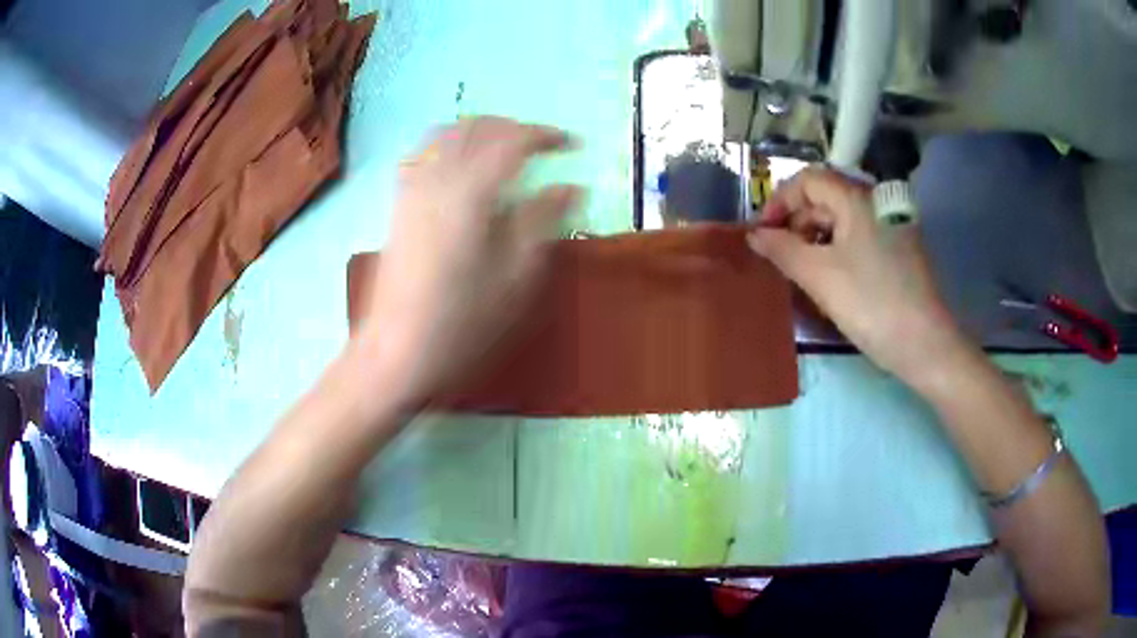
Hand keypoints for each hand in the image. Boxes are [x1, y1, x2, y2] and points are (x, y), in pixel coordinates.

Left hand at [359, 117, 583, 403]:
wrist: (397, 350)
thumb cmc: (463, 322)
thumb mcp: (517, 277)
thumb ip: (543, 221)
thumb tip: (571, 187)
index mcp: (471, 192)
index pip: (513, 140)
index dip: (547, 136)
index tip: (573, 145)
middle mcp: (437, 177)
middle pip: (478, 127)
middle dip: (514, 128)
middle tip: (542, 148)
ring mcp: (412, 188)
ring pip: (448, 133)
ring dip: (483, 131)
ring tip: (507, 152)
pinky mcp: (399, 203)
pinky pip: (425, 152)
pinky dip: (452, 145)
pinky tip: (465, 168)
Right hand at [747, 167, 964, 382]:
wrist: (925, 344)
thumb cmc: (871, 304)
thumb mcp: (819, 277)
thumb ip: (782, 250)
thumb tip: (754, 235)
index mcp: (856, 199)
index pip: (807, 180)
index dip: (779, 201)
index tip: (762, 234)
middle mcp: (875, 203)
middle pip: (825, 198)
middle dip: (796, 223)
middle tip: (780, 259)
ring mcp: (890, 226)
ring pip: (842, 221)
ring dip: (815, 239)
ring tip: (802, 273)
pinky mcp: (899, 250)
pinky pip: (858, 238)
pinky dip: (837, 251)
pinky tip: (831, 280)